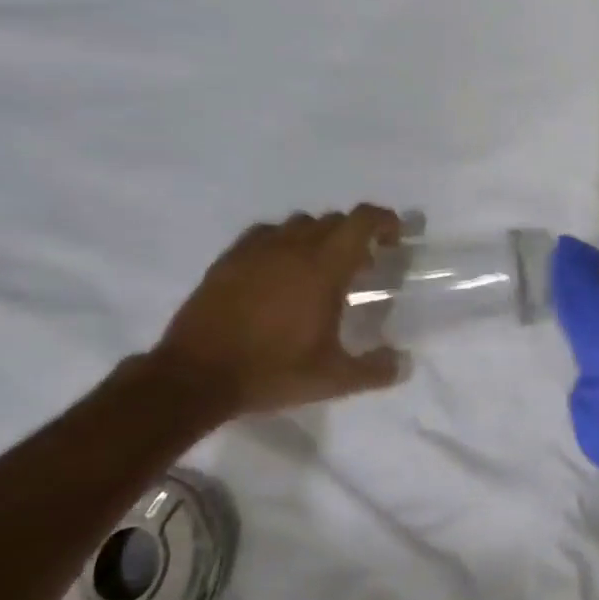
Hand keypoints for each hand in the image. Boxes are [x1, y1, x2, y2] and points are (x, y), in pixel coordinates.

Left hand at [152, 206, 404, 415]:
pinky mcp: (229, 259)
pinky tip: (279, 269)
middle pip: (334, 220)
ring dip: (319, 236)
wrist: (194, 377)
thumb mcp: (332, 379)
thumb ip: (375, 370)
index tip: (394, 239)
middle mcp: (293, 247)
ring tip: (320, 268)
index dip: (384, 221)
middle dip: (355, 235)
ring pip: (299, 223)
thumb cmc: (271, 371)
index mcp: (324, 267)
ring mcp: (257, 250)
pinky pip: (266, 234)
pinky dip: (283, 242)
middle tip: (361, 267)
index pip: (361, 221)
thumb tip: (404, 363)